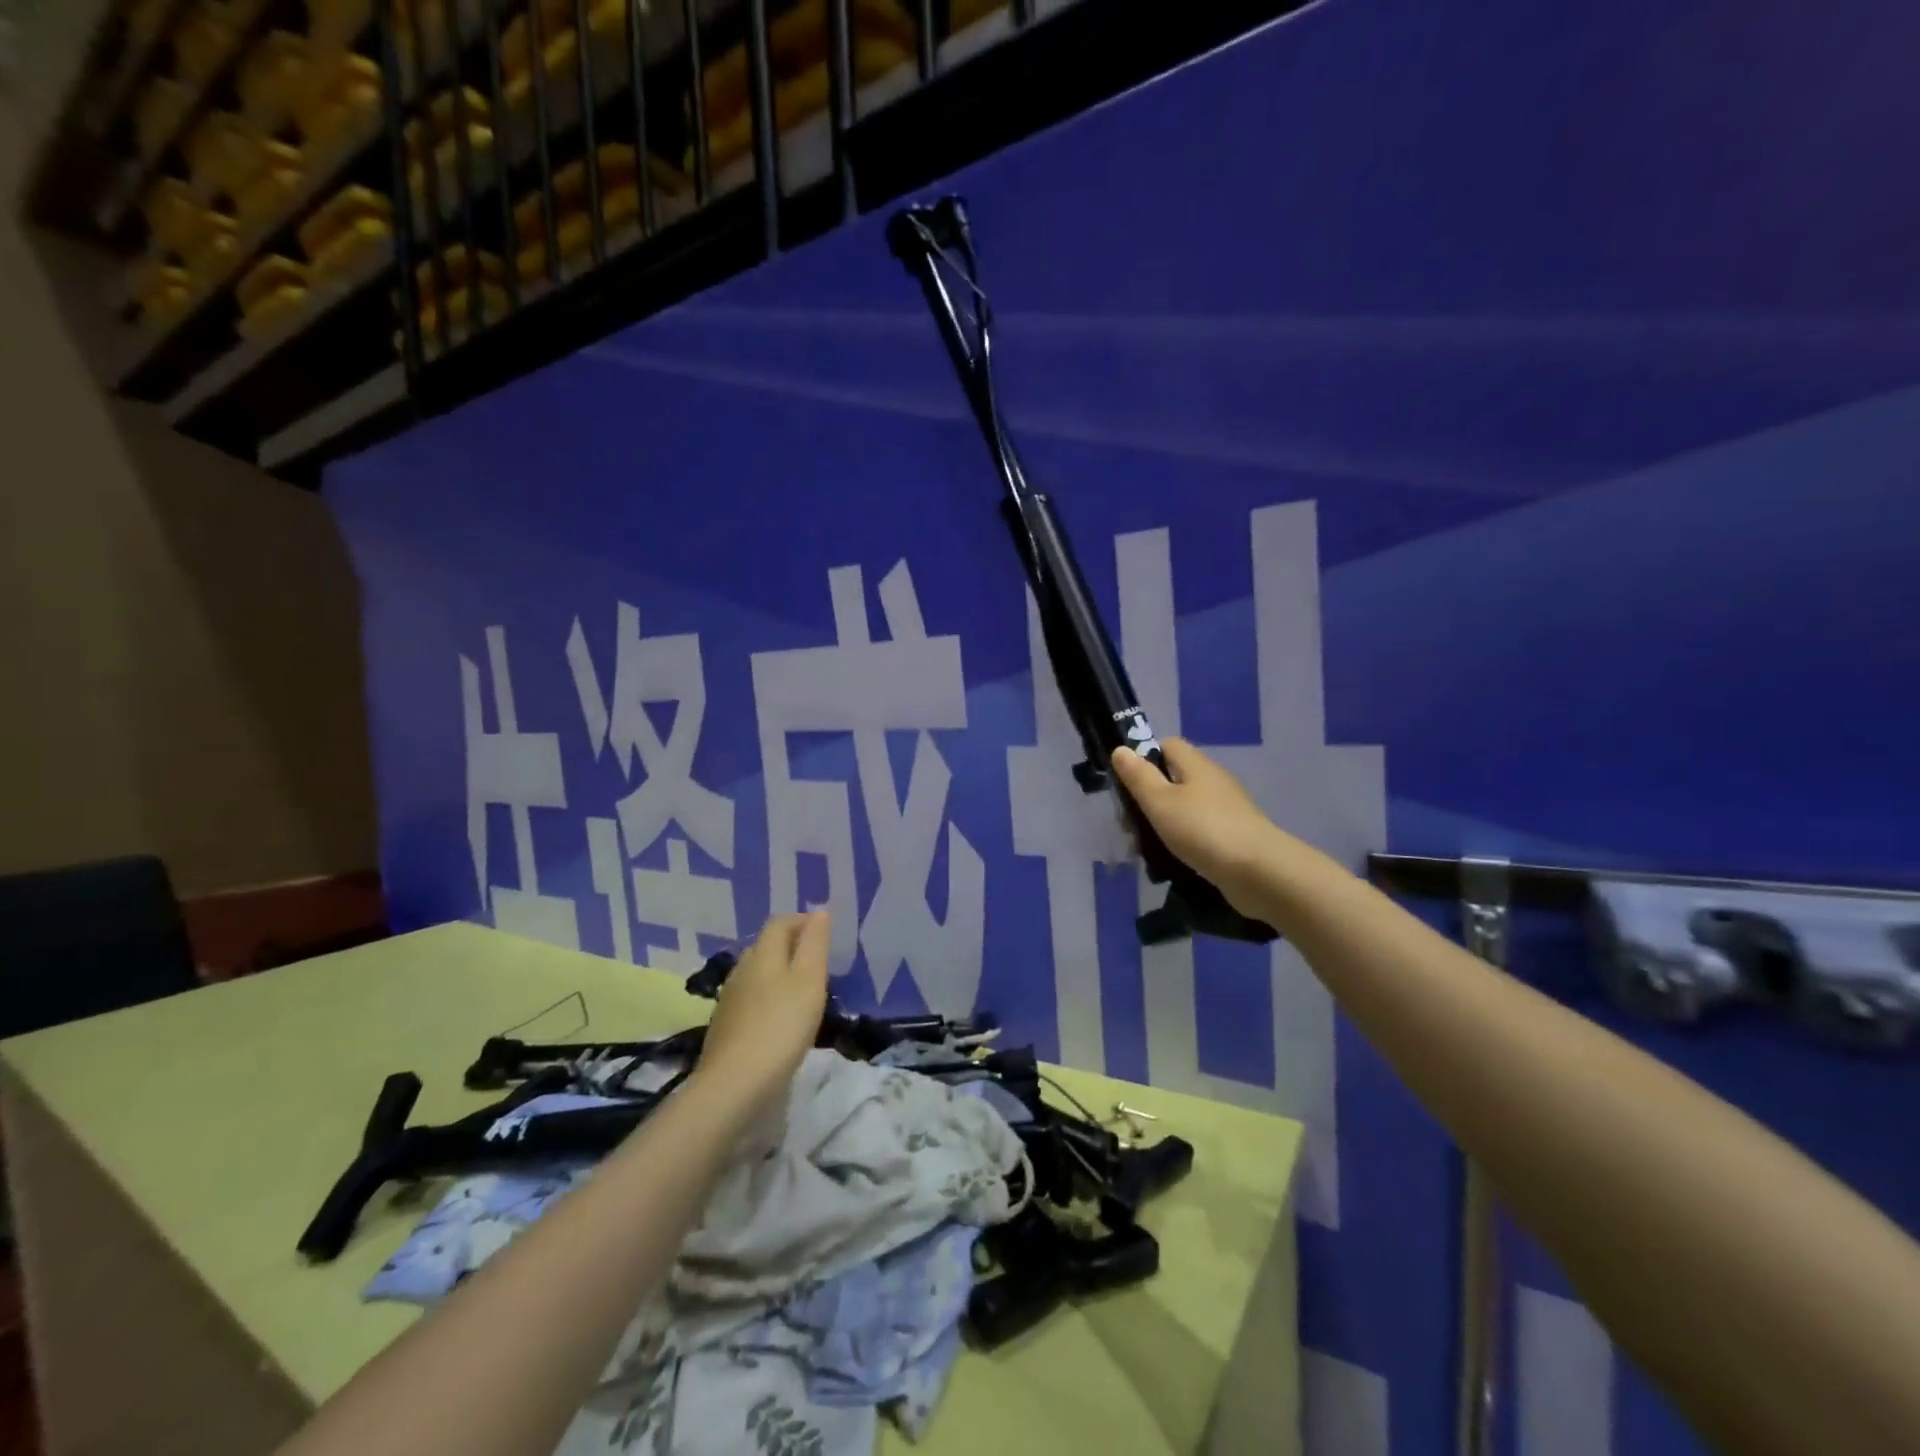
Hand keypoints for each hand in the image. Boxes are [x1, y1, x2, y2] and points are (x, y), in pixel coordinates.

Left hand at [695, 912, 830, 1116]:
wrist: (733, 1086)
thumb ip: (814, 945)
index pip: (780, 923)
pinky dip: (768, 999)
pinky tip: (779, 1019)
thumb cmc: (781, 1027)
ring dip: (779, 974)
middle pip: (766, 946)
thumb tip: (818, 912)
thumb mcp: (809, 981)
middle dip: (791, 947)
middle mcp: (742, 970)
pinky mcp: (725, 1027)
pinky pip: (750, 999)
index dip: (802, 921)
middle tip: (818, 963)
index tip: (824, 934)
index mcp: (763, 954)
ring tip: (803, 991)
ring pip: (757, 974)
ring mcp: (730, 1000)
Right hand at [1111, 738, 1287, 915]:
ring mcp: (1226, 809)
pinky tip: (1171, 860)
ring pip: (1184, 807)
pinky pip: (1198, 830)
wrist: (1259, 872)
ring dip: (1163, 823)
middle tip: (1130, 824)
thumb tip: (1121, 749)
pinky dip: (1183, 841)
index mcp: (1196, 765)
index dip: (1144, 758)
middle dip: (1149, 798)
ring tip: (1145, 847)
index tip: (1127, 783)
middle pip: (1174, 778)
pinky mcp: (1233, 835)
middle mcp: (1213, 781)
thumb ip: (1139, 776)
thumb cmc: (1204, 830)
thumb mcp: (1160, 802)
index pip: (1167, 745)